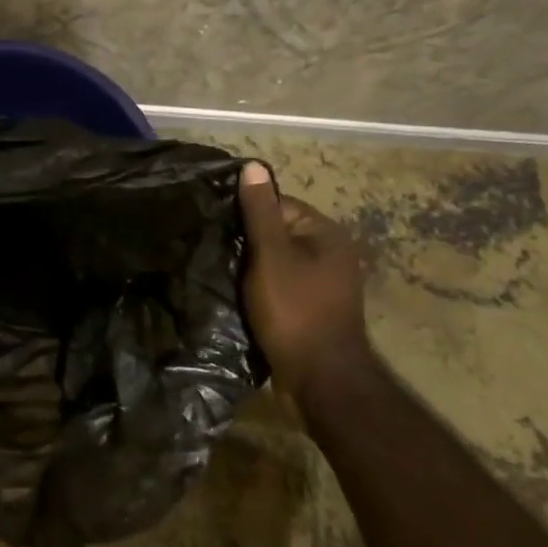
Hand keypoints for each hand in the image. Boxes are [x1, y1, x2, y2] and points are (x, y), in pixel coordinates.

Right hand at [237, 162, 369, 396]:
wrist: (321, 380)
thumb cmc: (295, 310)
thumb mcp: (271, 255)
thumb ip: (259, 212)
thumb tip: (254, 166)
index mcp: (325, 234)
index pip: (278, 204)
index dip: (246, 214)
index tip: (219, 228)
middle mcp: (331, 253)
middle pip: (277, 233)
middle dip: (248, 241)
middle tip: (216, 250)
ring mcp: (324, 283)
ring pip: (276, 261)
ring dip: (252, 267)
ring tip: (223, 272)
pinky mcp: (313, 308)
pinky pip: (280, 284)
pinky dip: (261, 287)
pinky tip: (239, 294)